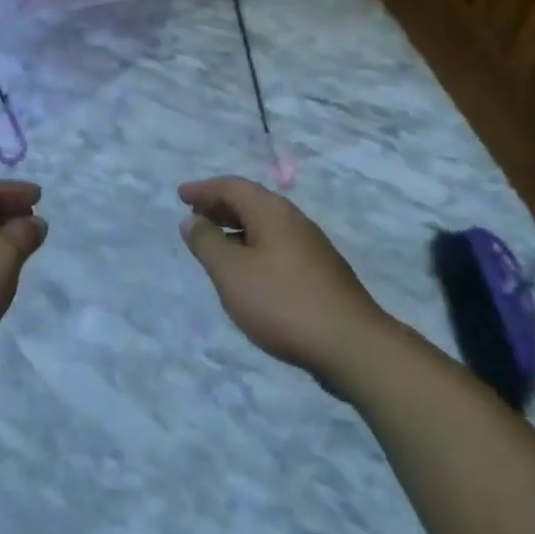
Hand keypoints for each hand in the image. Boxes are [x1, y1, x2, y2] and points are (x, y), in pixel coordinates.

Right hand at [179, 177, 388, 384]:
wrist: (353, 346)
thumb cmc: (283, 303)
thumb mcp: (232, 273)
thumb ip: (207, 243)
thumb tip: (191, 220)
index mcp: (272, 212)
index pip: (232, 187)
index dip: (204, 189)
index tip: (181, 195)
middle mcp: (294, 221)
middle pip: (251, 202)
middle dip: (220, 206)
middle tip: (194, 215)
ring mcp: (312, 247)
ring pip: (266, 226)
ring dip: (237, 228)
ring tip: (215, 243)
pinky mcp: (320, 273)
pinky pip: (277, 246)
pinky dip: (253, 246)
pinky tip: (248, 271)